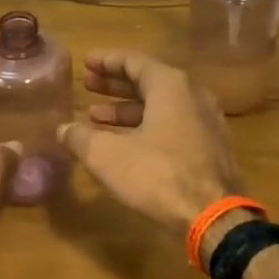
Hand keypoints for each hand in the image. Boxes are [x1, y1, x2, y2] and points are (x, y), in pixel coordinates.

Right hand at [57, 52, 244, 241]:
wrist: (214, 218)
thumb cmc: (159, 175)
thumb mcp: (108, 156)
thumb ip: (81, 137)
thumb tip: (63, 129)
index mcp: (171, 86)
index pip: (134, 61)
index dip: (106, 61)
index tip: (86, 62)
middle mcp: (193, 95)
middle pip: (149, 81)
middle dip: (115, 85)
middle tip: (88, 85)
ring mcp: (207, 122)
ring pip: (161, 106)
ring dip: (128, 110)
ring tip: (97, 118)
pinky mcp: (212, 148)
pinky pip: (174, 125)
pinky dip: (147, 126)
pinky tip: (126, 144)